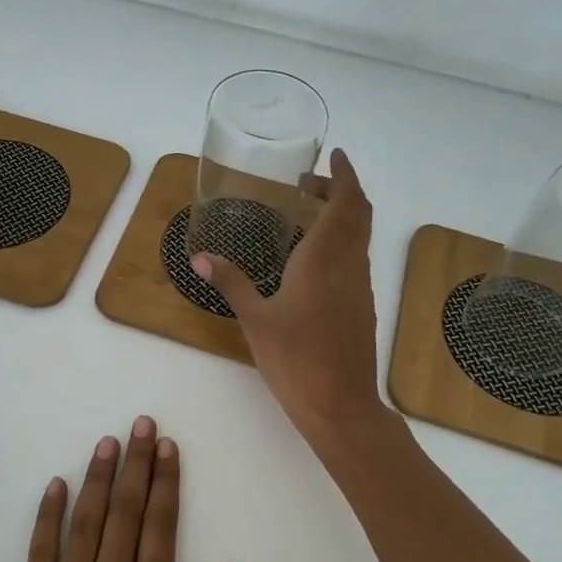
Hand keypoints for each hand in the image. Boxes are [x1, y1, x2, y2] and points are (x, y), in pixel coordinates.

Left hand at [0, 418, 240, 561]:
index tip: (168, 446)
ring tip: (107, 441)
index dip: (166, 483)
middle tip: (141, 423)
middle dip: (135, 464)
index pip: (161, 528)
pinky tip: (55, 486)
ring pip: (85, 522)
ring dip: (97, 477)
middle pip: (124, 513)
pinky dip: (47, 515)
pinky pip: (39, 552)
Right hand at [192, 149, 385, 449]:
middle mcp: (348, 265)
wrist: (341, 406)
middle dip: (341, 189)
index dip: (344, 174)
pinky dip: (340, 241)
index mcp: (324, 259)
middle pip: (359, 213)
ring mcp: (359, 286)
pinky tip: (312, 257)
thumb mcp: (255, 319)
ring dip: (342, 215)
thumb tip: (200, 256)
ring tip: (307, 212)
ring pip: (360, 236)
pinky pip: (355, 258)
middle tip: (310, 182)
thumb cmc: (296, 359)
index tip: (334, 155)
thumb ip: (231, 282)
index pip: (346, 203)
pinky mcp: (361, 306)